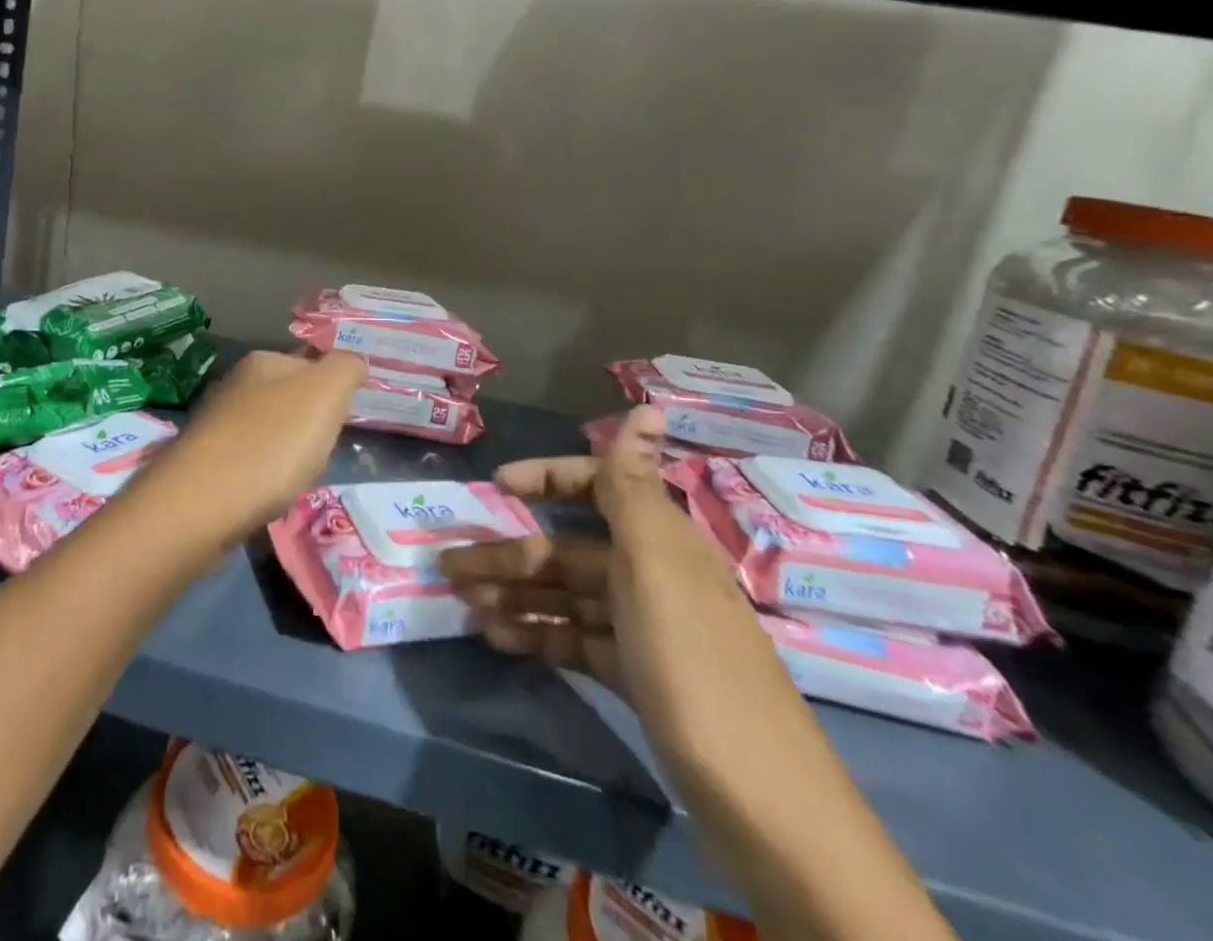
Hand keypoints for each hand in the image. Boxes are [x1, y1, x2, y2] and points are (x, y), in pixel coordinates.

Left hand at [145, 349, 365, 554]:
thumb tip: (353, 360)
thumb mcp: (325, 393)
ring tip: (297, 475)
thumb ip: (345, 369)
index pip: (308, 362)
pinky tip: (267, 493)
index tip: (341, 420)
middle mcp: (234, 384)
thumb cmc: (272, 442)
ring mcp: (214, 424)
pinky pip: (246, 461)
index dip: (331, 390)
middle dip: (307, 422)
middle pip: (286, 397)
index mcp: (262, 361)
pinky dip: (262, 475)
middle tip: (323, 451)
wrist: (202, 503)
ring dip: (284, 450)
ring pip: (265, 430)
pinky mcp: (203, 463)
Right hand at [440, 406, 766, 725]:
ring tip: (462, 604)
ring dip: (514, 595)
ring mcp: (645, 631)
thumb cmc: (694, 664)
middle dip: (508, 553)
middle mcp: (653, 576)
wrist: (765, 808)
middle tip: (448, 568)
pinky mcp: (638, 679)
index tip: (496, 486)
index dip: (548, 479)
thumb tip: (647, 405)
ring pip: (565, 597)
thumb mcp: (656, 565)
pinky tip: (499, 638)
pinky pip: (576, 641)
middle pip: (568, 551)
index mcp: (660, 541)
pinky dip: (538, 635)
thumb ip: (634, 486)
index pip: (598, 487)